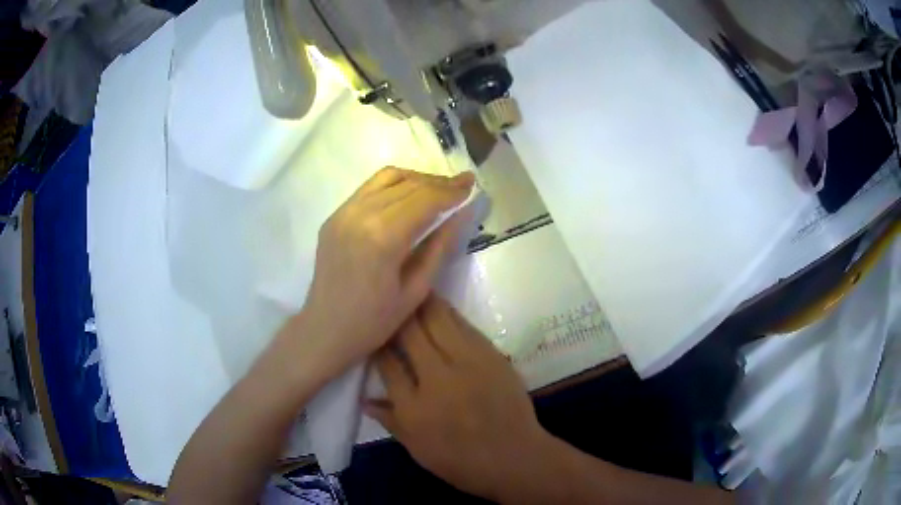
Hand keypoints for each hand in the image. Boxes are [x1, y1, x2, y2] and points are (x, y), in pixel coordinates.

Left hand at [298, 167, 473, 377]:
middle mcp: (361, 215)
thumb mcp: (416, 290)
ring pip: (387, 178)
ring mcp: (343, 212)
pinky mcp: (334, 216)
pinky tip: (407, 195)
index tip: (472, 185)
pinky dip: (393, 184)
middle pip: (408, 184)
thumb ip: (440, 247)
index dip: (451, 191)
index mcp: (383, 238)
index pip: (425, 200)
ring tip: (437, 188)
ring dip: (416, 179)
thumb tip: (463, 213)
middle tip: (462, 184)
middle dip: (439, 183)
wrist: (325, 330)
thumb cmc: (374, 321)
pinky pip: (368, 188)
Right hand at [366, 296, 548, 500]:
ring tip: (411, 289)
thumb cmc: (462, 461)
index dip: (377, 343)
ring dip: (423, 304)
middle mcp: (437, 379)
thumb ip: (391, 421)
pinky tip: (440, 307)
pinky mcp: (491, 356)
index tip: (373, 330)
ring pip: (439, 320)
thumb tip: (364, 400)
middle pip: (410, 333)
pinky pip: (465, 326)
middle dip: (397, 314)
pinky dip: (449, 314)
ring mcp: (467, 364)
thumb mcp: (418, 449)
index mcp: (414, 407)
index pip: (387, 364)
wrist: (514, 457)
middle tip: (389, 298)